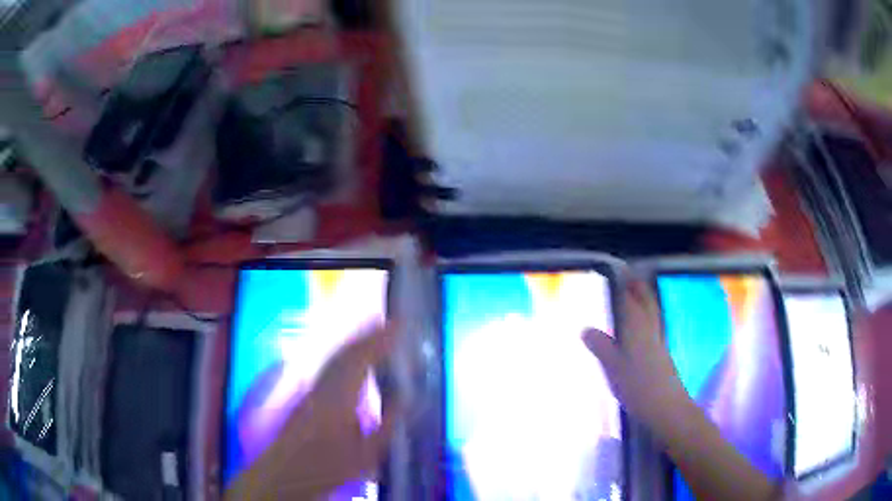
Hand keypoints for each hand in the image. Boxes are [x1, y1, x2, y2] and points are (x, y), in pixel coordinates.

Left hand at [226, 323, 399, 499]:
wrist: (288, 472)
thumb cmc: (329, 467)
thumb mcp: (367, 454)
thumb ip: (387, 425)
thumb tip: (405, 399)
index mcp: (338, 398)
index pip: (360, 359)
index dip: (380, 340)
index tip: (398, 325)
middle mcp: (322, 385)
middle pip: (345, 351)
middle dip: (368, 334)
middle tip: (390, 322)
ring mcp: (311, 387)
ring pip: (334, 355)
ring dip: (355, 340)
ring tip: (373, 330)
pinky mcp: (306, 392)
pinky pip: (328, 364)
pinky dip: (343, 353)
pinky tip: (350, 355)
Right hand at [582, 278, 690, 437]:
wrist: (666, 407)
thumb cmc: (637, 385)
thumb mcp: (612, 367)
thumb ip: (600, 346)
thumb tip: (585, 329)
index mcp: (637, 327)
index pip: (630, 300)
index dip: (624, 287)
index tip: (617, 274)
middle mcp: (650, 329)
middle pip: (647, 302)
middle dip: (640, 289)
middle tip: (631, 279)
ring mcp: (659, 343)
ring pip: (653, 314)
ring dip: (646, 302)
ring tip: (637, 297)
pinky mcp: (662, 355)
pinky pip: (654, 327)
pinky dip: (648, 320)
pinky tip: (642, 330)